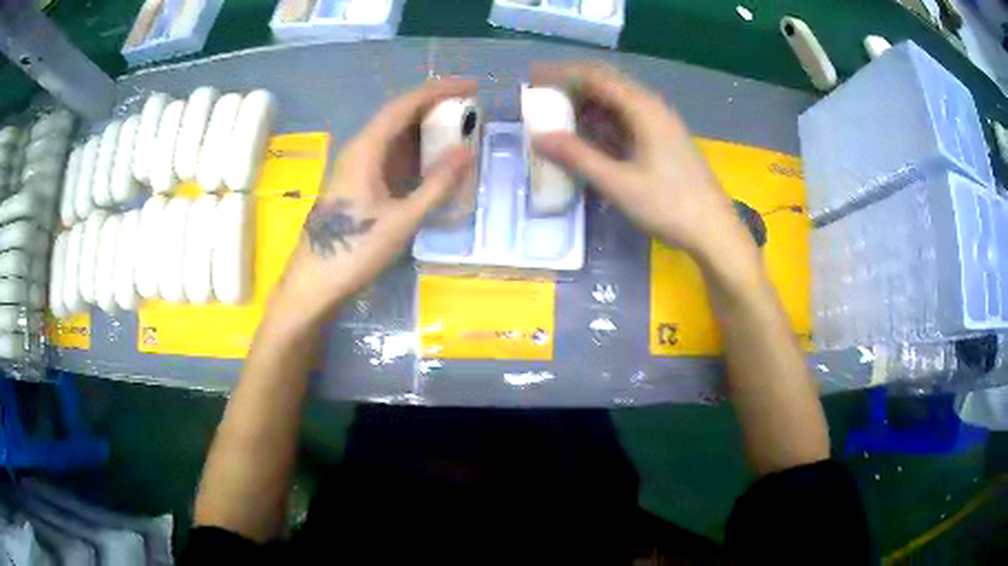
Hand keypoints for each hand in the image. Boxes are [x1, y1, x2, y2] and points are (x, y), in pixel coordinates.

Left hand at [268, 79, 476, 329]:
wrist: (314, 283)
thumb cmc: (354, 251)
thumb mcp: (402, 220)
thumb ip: (436, 185)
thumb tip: (466, 151)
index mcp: (365, 150)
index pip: (404, 105)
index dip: (438, 90)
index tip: (470, 86)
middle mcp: (359, 150)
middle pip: (399, 116)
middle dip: (435, 107)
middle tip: (471, 109)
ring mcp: (357, 167)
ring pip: (395, 137)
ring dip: (426, 130)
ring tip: (460, 131)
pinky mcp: (358, 184)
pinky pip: (391, 157)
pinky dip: (416, 153)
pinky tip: (435, 161)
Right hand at [531, 63, 748, 260]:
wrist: (714, 231)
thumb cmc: (669, 206)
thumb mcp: (619, 184)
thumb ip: (578, 157)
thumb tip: (539, 137)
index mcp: (643, 109)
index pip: (595, 76)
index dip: (561, 74)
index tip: (533, 80)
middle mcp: (652, 107)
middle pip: (606, 83)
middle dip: (572, 86)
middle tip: (541, 98)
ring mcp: (660, 124)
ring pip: (617, 101)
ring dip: (587, 104)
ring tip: (558, 117)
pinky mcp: (663, 140)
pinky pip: (627, 119)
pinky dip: (603, 121)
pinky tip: (588, 136)